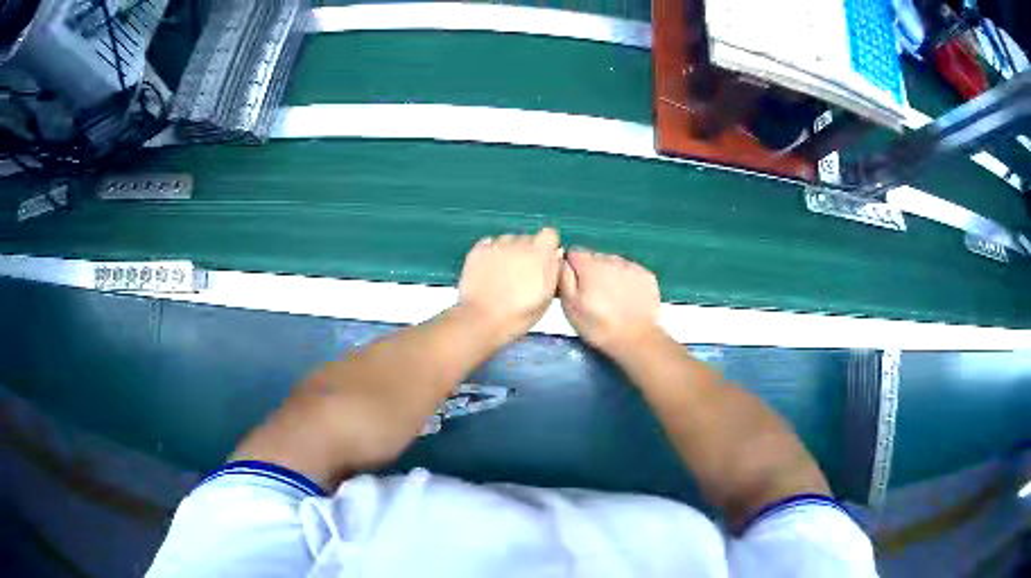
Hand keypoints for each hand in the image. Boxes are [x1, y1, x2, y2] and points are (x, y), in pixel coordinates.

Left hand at [458, 227, 562, 340]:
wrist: (481, 319)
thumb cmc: (518, 314)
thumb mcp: (546, 298)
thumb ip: (553, 272)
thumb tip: (555, 255)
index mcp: (539, 254)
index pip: (549, 234)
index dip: (547, 245)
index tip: (544, 259)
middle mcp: (518, 244)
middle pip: (527, 238)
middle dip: (527, 251)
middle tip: (522, 272)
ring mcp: (496, 245)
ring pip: (508, 240)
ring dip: (509, 251)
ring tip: (503, 272)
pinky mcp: (477, 250)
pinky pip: (490, 243)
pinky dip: (491, 252)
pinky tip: (489, 269)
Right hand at [559, 248, 661, 354]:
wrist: (637, 340)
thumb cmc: (598, 326)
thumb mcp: (570, 306)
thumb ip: (564, 278)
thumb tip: (562, 260)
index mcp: (590, 265)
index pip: (574, 253)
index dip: (571, 267)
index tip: (575, 285)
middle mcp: (611, 259)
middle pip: (595, 258)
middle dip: (591, 272)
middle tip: (593, 296)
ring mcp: (632, 266)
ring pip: (614, 264)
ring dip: (610, 275)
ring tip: (612, 299)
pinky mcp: (647, 276)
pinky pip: (631, 271)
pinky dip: (627, 280)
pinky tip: (627, 298)